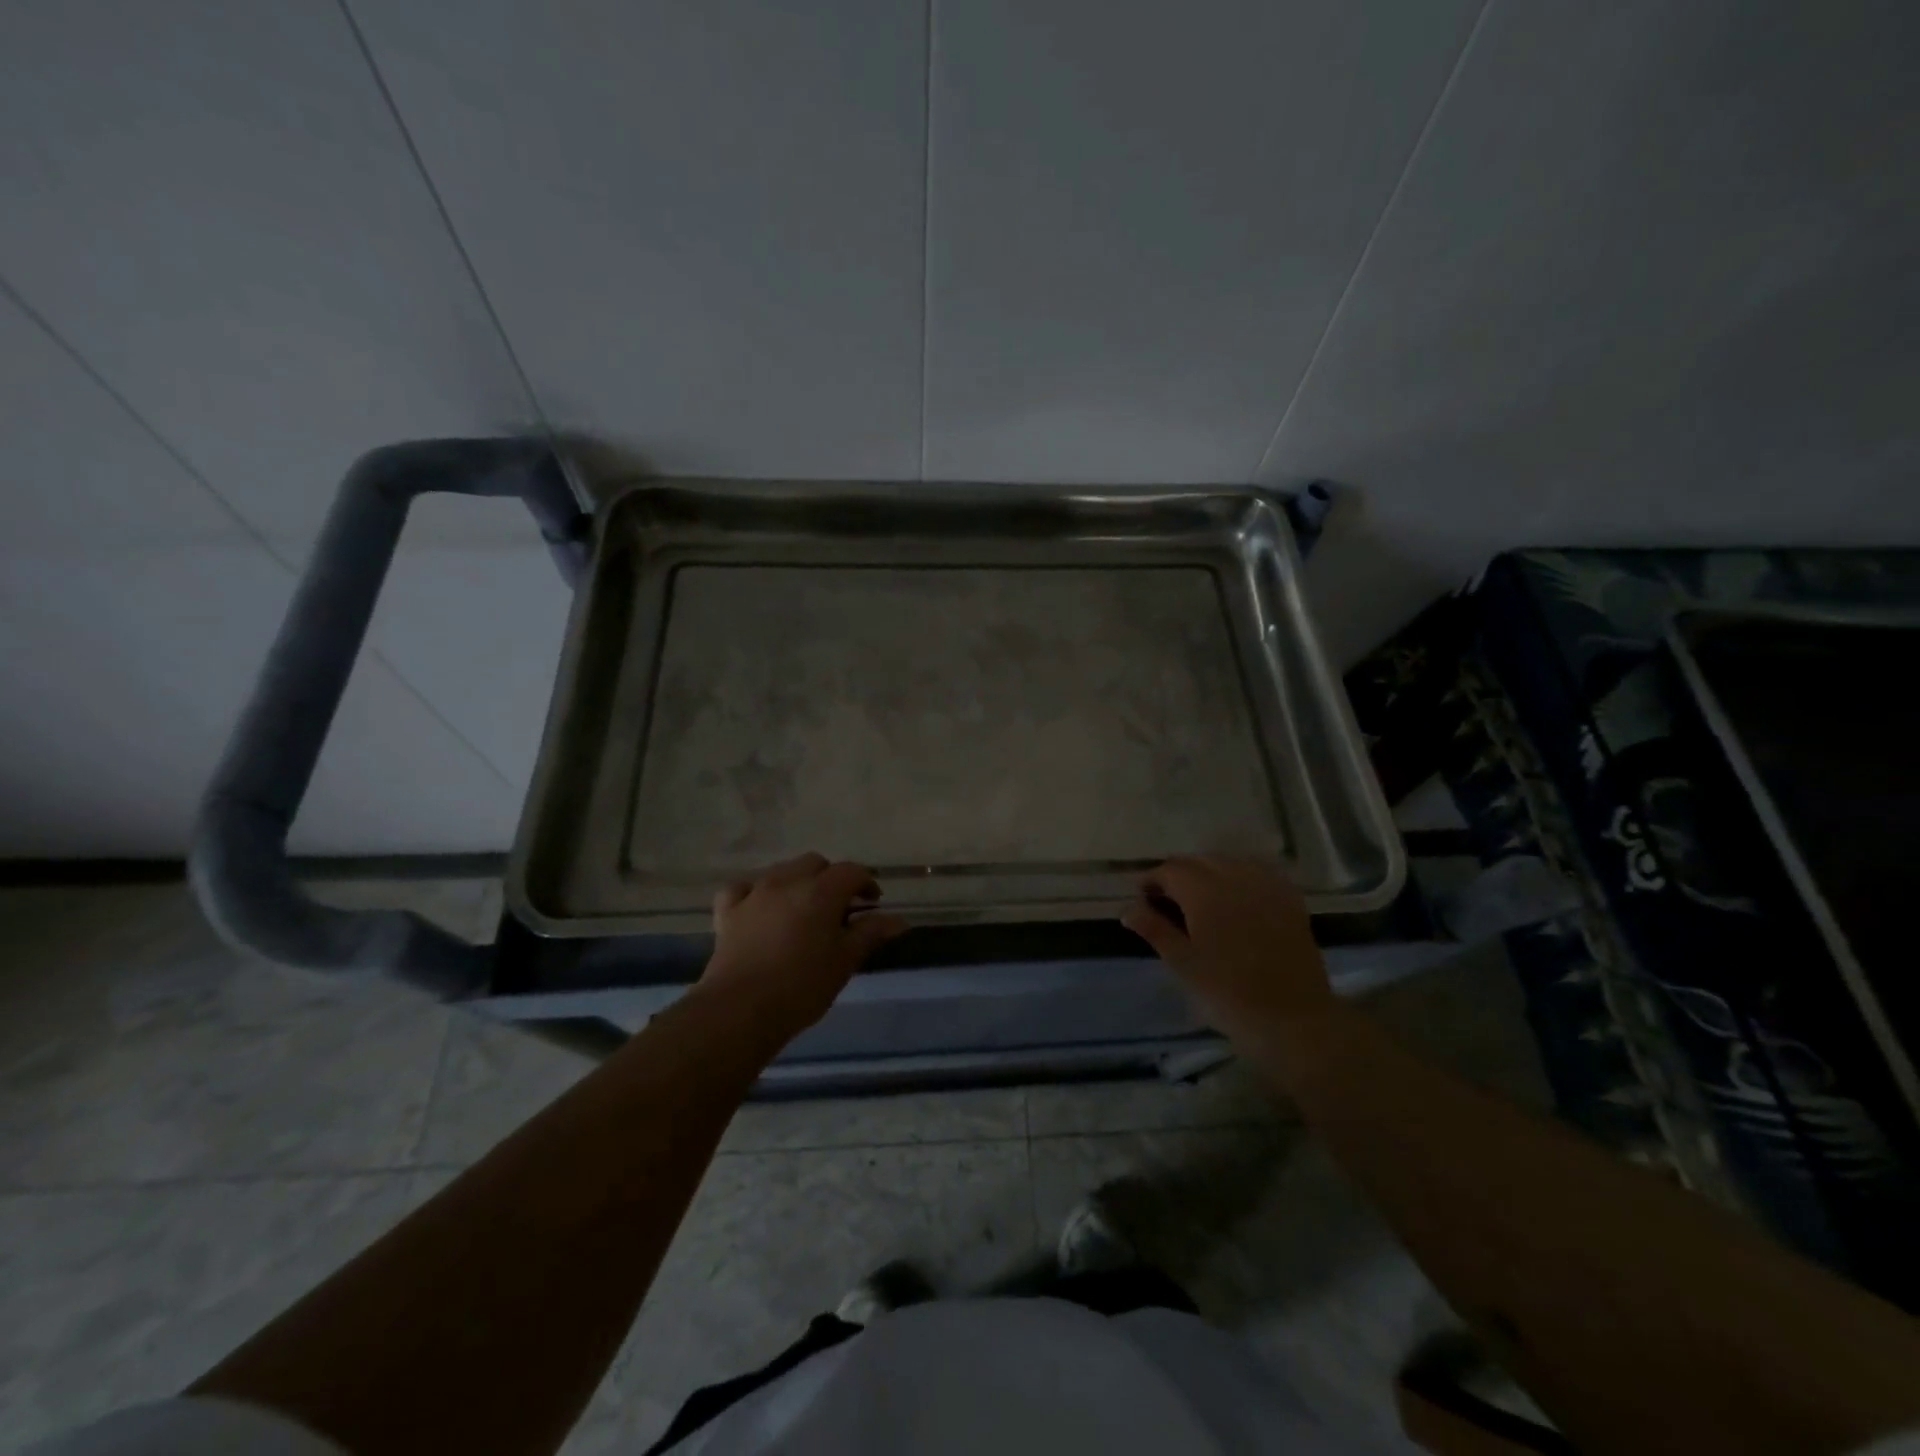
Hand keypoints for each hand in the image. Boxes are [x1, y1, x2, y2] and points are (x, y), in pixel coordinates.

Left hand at [699, 853, 906, 1043]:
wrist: (741, 1009)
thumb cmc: (803, 986)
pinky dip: (756, 892)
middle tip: (839, 908)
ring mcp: (754, 893)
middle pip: (815, 863)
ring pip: (782, 871)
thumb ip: (870, 933)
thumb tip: (899, 920)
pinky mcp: (729, 912)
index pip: (851, 871)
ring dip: (798, 882)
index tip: (873, 903)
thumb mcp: (845, 961)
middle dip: (831, 878)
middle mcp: (787, 881)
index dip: (866, 883)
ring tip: (804, 910)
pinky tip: (761, 907)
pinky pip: (744, 888)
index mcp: (821, 891)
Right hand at [1122, 856, 1332, 1042]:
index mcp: (1204, 891)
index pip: (1170, 870)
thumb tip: (1129, 909)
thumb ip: (1155, 930)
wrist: (1293, 1019)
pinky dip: (1239, 877)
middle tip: (1167, 902)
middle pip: (1199, 861)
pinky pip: (1257, 873)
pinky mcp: (1290, 899)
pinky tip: (1236, 898)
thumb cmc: (1229, 994)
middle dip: (1179, 875)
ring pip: (1228, 862)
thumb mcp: (1183, 964)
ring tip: (1200, 899)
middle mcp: (1235, 877)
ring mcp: (1266, 885)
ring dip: (1208, 872)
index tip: (1142, 898)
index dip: (1152, 880)